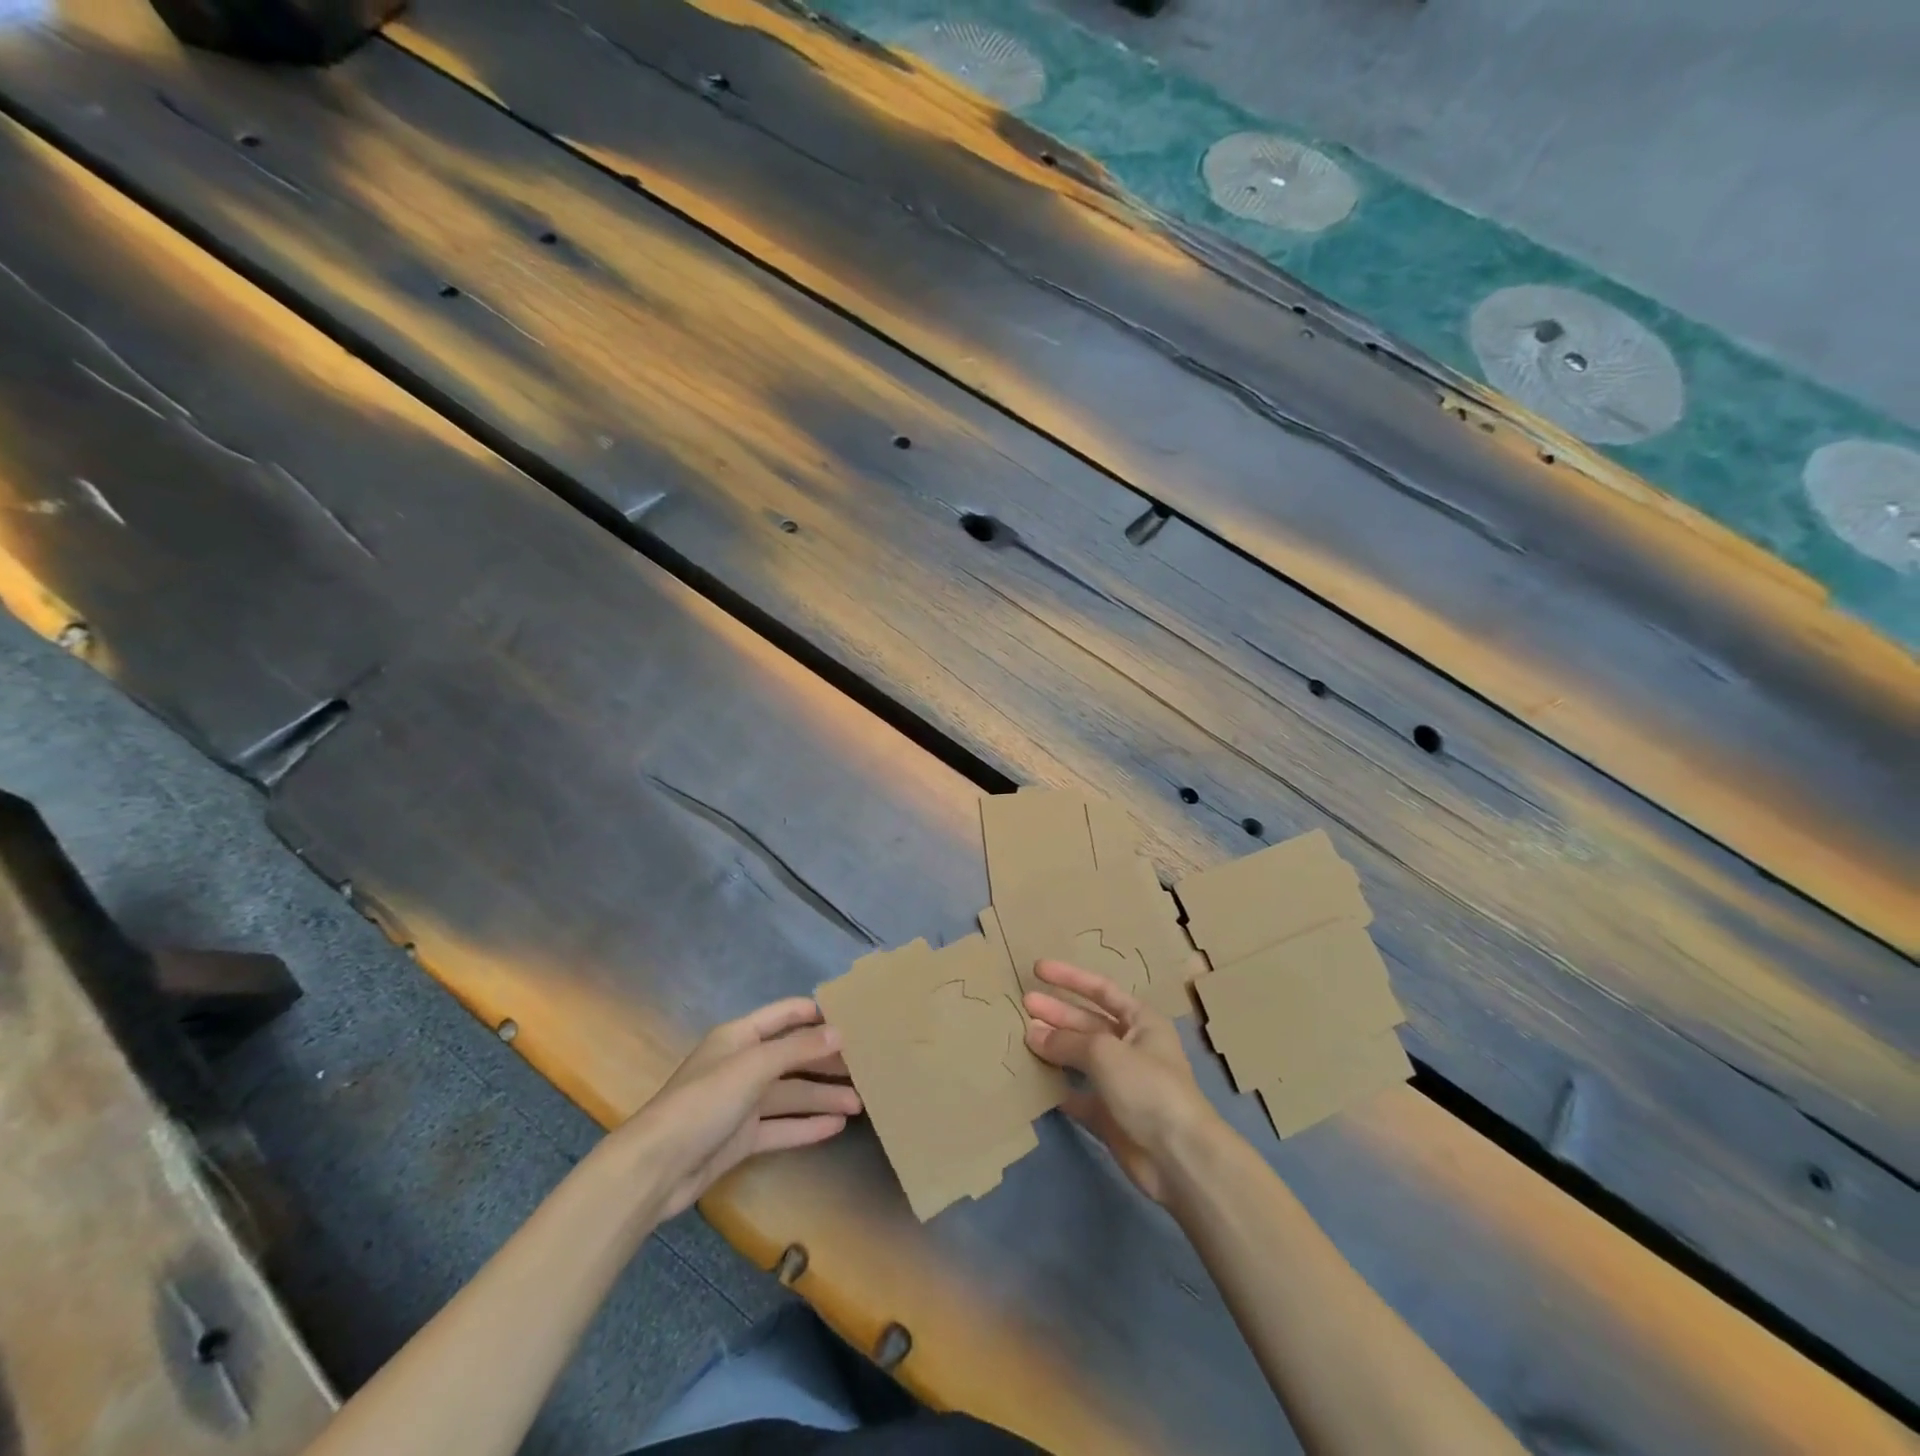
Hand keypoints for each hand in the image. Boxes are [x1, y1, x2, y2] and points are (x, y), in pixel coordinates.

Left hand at [614, 998, 861, 1219]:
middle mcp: (743, 1064)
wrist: (656, 1168)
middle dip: (827, 1060)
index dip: (816, 1014)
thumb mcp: (754, 1066)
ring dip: (823, 1096)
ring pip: (791, 1093)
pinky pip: (782, 1126)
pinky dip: (807, 1125)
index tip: (854, 1016)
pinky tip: (837, 1126)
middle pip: (793, 1056)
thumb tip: (839, 1034)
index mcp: (740, 1037)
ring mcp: (742, 1103)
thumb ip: (798, 1049)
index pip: (785, 1015)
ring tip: (862, 1101)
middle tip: (867, 1065)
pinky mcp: (742, 1138)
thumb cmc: (704, 1101)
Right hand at [1023, 960, 1215, 1203]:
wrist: (1178, 1157)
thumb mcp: (1105, 1052)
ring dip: (1055, 1047)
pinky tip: (1035, 1079)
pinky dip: (1059, 1087)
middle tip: (1023, 1004)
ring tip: (1022, 1037)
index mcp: (1142, 1022)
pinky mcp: (1111, 1116)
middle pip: (1087, 1022)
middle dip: (1057, 1012)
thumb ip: (1067, 1041)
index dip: (1069, 978)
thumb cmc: (1148, 1088)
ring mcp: (1121, 1083)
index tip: (1038, 969)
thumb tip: (1033, 1033)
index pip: (1101, 990)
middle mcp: (1132, 1047)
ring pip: (1081, 1058)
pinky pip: (1079, 1095)